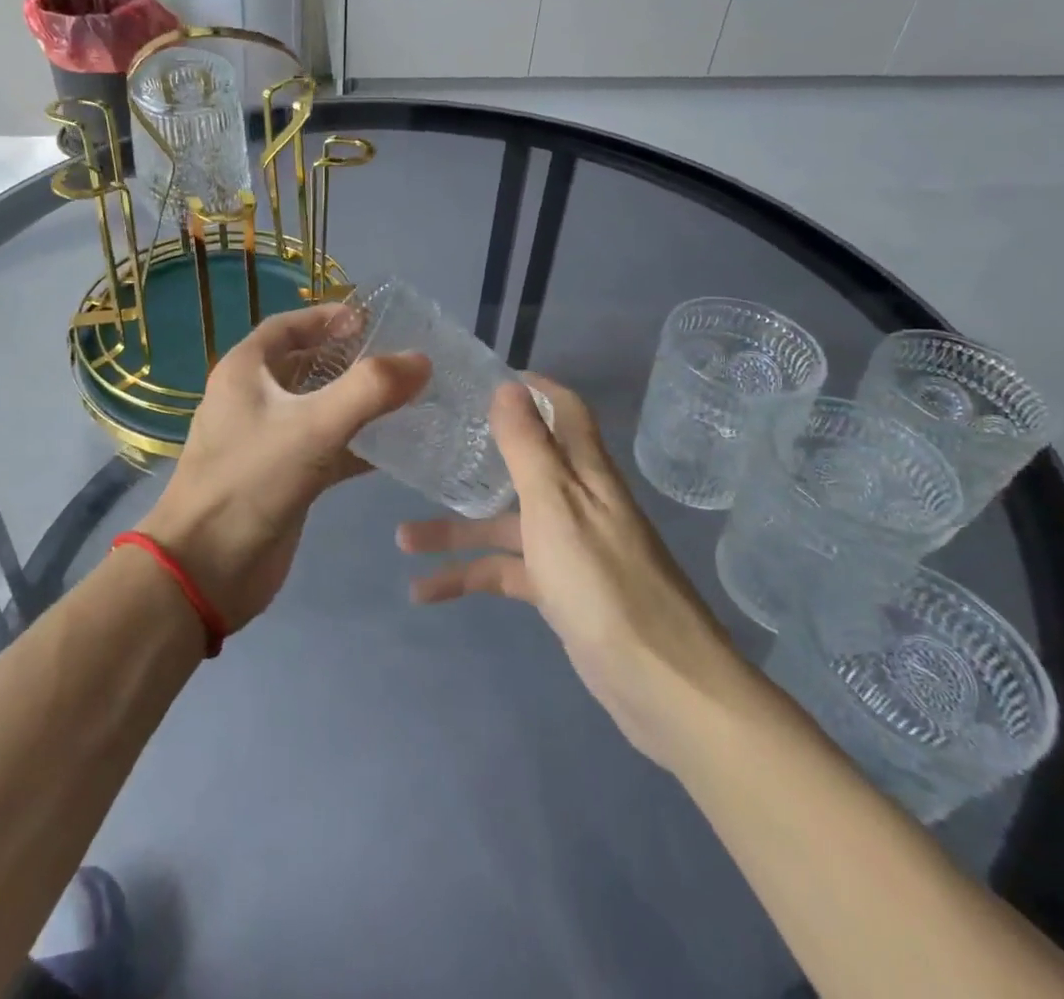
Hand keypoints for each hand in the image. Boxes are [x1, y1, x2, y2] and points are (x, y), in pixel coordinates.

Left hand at [142, 304, 428, 632]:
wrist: (206, 569)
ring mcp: (268, 440)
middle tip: (399, 360)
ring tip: (407, 397)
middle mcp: (253, 399)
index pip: (288, 326)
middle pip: (306, 365)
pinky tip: (397, 448)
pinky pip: (326, 448)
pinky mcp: (283, 477)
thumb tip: (420, 360)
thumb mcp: (312, 427)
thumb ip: (369, 390)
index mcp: (246, 372)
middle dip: (350, 360)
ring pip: (319, 408)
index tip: (373, 321)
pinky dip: (357, 445)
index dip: (328, 317)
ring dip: (358, 402)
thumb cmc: (250, 481)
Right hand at [396, 376, 749, 770]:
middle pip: (522, 467)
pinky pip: (505, 573)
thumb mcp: (555, 504)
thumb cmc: (602, 580)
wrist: (662, 684)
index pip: (564, 410)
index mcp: (585, 472)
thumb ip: (528, 445)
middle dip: (474, 461)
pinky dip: (468, 578)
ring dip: (455, 530)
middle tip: (426, 452)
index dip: (532, 388)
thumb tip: (508, 385)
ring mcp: (569, 549)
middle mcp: (578, 502)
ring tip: (402, 539)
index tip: (484, 379)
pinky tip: (425, 592)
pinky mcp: (560, 592)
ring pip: (504, 525)